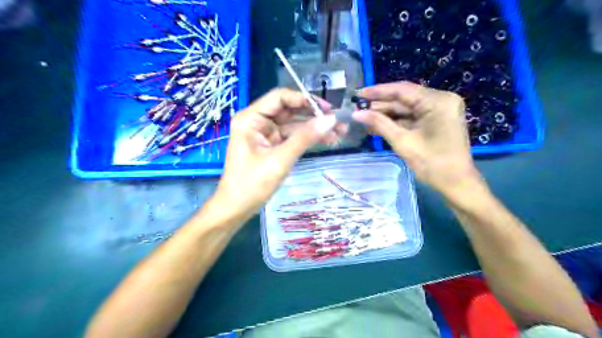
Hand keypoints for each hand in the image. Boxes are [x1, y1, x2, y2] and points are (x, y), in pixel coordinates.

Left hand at [214, 86, 344, 218]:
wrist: (237, 208)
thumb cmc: (252, 184)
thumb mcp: (280, 159)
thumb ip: (305, 138)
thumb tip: (331, 120)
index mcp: (251, 118)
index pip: (280, 98)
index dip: (304, 99)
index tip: (327, 109)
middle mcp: (258, 122)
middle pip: (290, 110)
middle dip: (314, 115)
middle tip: (339, 122)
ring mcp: (266, 134)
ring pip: (294, 124)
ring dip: (315, 128)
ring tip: (340, 132)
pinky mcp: (273, 146)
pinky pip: (293, 137)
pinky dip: (308, 139)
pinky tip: (327, 140)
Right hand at [353, 81, 482, 194]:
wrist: (456, 184)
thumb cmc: (432, 164)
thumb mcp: (403, 142)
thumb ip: (379, 124)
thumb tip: (356, 114)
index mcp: (438, 101)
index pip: (402, 90)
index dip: (377, 91)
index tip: (358, 94)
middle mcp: (441, 99)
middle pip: (404, 98)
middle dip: (380, 105)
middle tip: (357, 109)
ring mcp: (440, 110)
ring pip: (407, 108)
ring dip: (386, 114)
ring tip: (363, 117)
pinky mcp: (437, 119)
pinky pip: (412, 116)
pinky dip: (396, 121)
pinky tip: (377, 124)